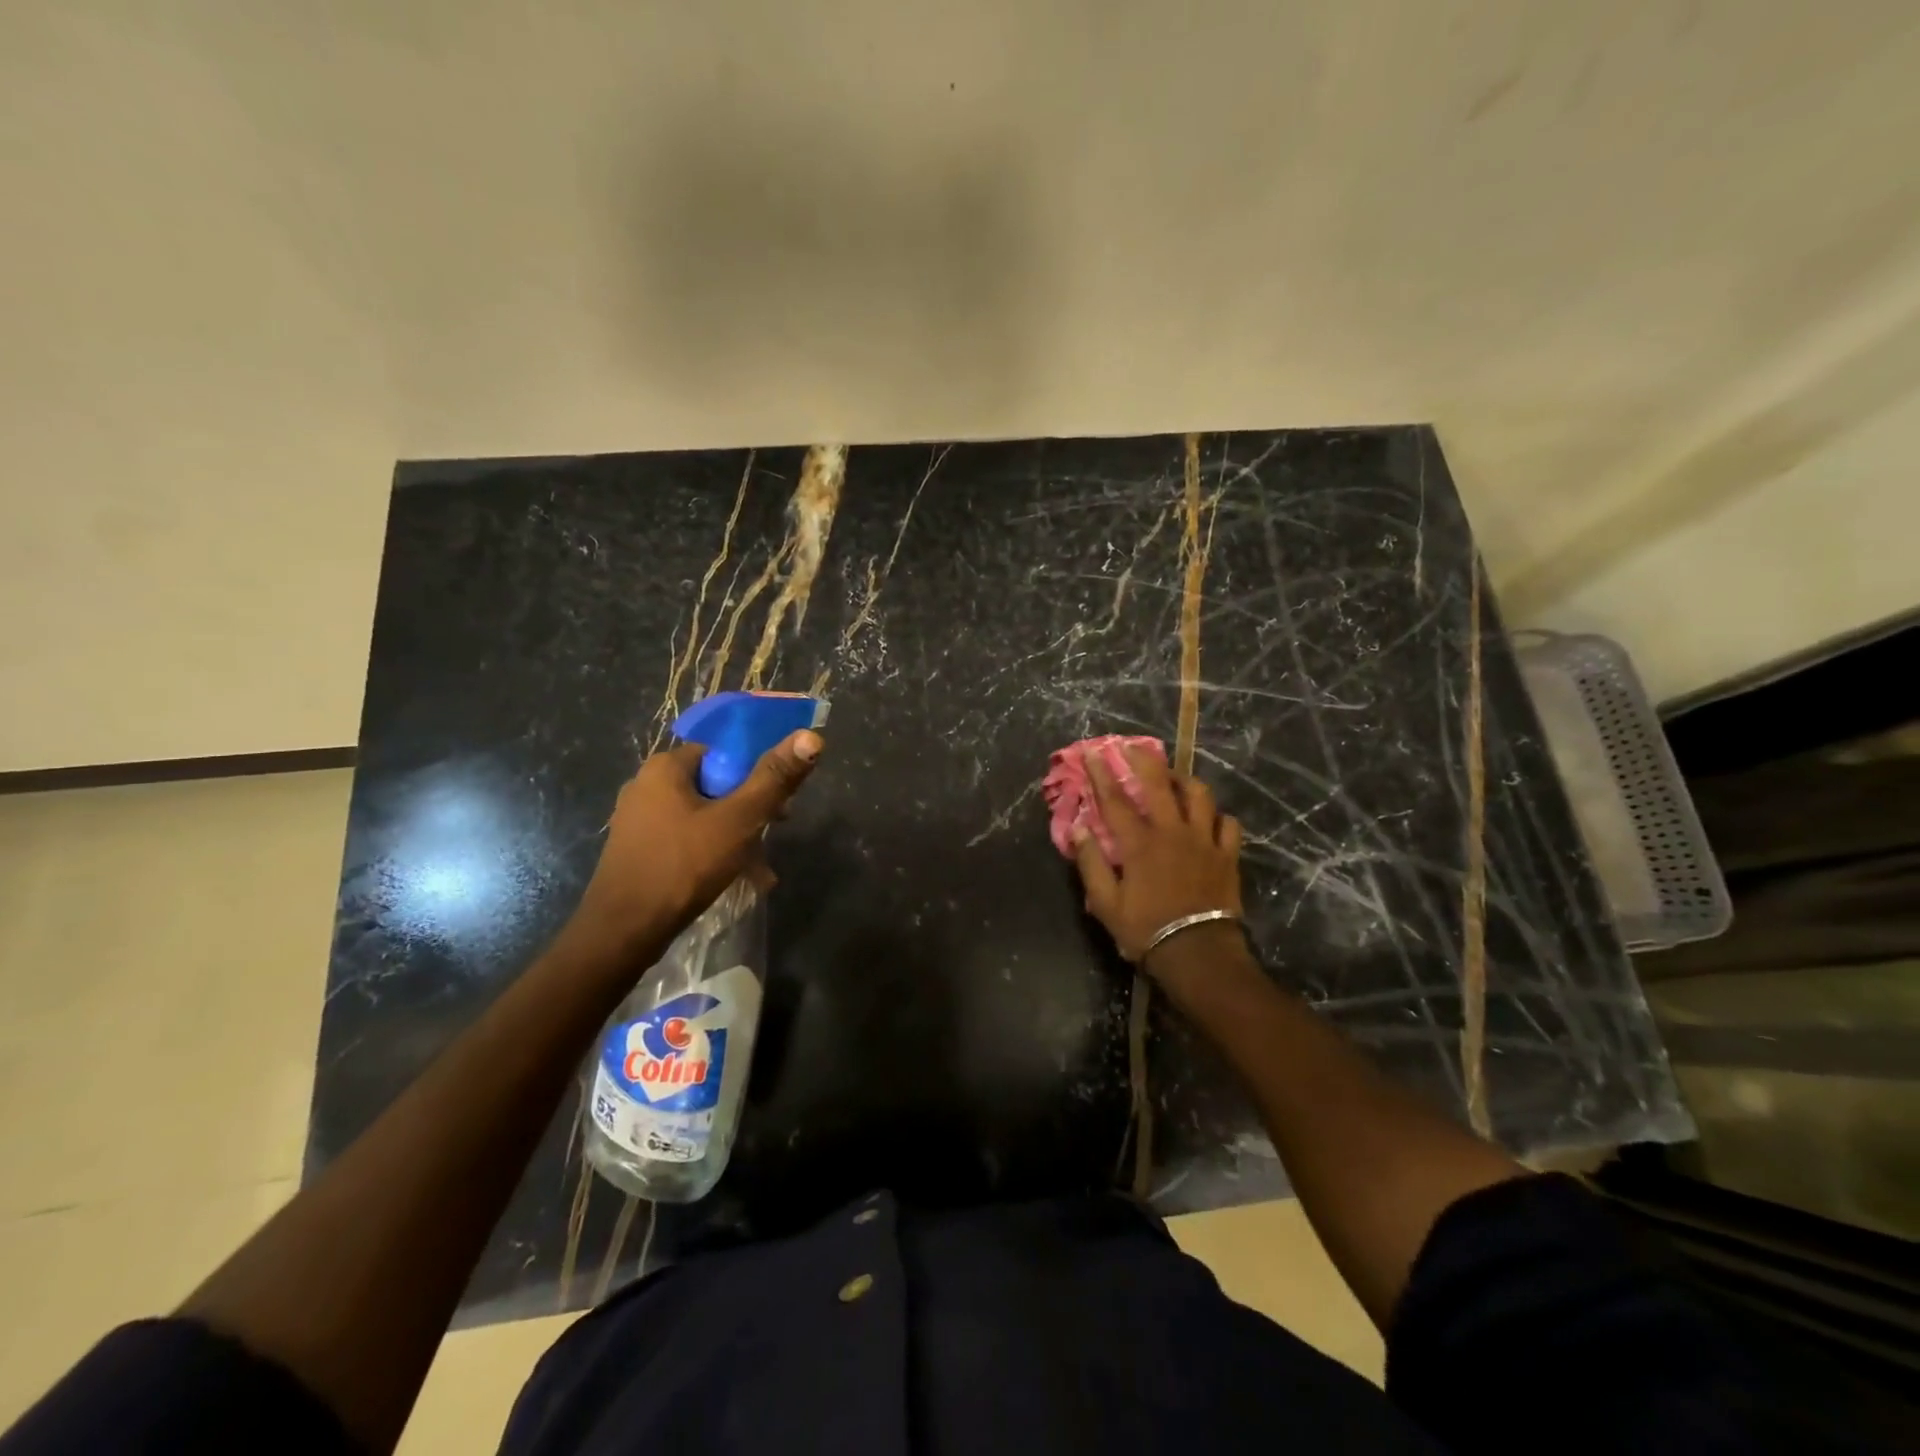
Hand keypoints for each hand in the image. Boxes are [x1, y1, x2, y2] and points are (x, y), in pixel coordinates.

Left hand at [561, 730, 822, 965]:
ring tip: (763, 867)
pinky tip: (739, 879)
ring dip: (738, 836)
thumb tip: (810, 737)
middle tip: (778, 828)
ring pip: (704, 815)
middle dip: (752, 808)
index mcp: (665, 767)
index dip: (758, 770)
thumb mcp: (738, 820)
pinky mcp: (639, 850)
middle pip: (716, 784)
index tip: (782, 797)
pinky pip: (688, 839)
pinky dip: (715, 852)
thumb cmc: (683, 866)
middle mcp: (647, 785)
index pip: (724, 751)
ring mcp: (640, 820)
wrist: (623, 932)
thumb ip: (774, 778)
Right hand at [1072, 745, 1243, 971]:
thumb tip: (1079, 829)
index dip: (1101, 774)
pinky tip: (1209, 817)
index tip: (1092, 752)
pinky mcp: (1227, 855)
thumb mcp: (1106, 903)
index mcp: (1139, 844)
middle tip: (1131, 746)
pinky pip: (1228, 823)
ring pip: (1199, 795)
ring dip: (1184, 780)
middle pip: (1159, 784)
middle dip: (1142, 759)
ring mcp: (1204, 841)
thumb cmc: (1146, 930)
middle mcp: (1172, 832)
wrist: (1198, 954)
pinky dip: (1217, 815)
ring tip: (1173, 777)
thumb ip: (1091, 863)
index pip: (1115, 800)